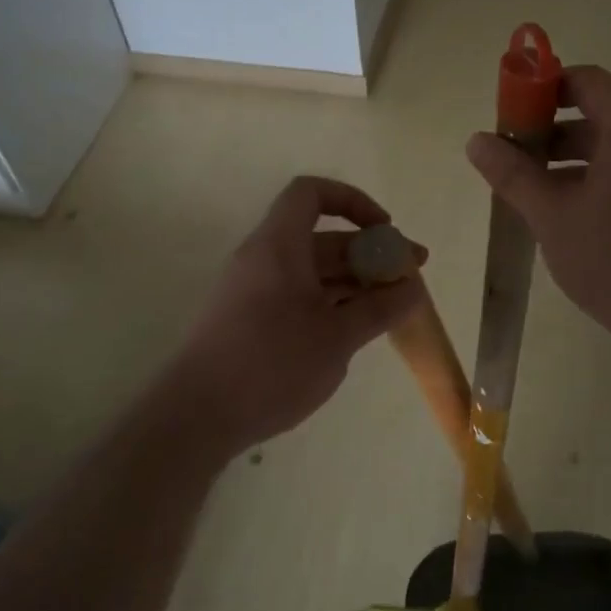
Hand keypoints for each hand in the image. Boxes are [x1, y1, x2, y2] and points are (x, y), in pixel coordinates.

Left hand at [161, 176, 424, 460]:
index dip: (353, 202)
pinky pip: (298, 295)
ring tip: (393, 306)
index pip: (311, 193)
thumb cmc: (272, 365)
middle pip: (321, 237)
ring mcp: (254, 292)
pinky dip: (332, 302)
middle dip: (370, 252)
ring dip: (355, 281)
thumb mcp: (337, 337)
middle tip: (412, 277)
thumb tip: (413, 288)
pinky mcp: (251, 321)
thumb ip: (380, 308)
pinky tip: (356, 329)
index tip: (385, 231)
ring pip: (313, 271)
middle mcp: (264, 259)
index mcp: (279, 246)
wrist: (196, 417)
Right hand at [465, 66, 610, 367]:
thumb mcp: (552, 216)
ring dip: (578, 160)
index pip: (587, 81)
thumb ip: (513, 174)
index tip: (513, 118)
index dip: (545, 90)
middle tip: (518, 163)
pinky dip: (607, 177)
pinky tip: (582, 216)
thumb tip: (476, 140)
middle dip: (555, 132)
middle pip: (604, 113)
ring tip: (542, 195)